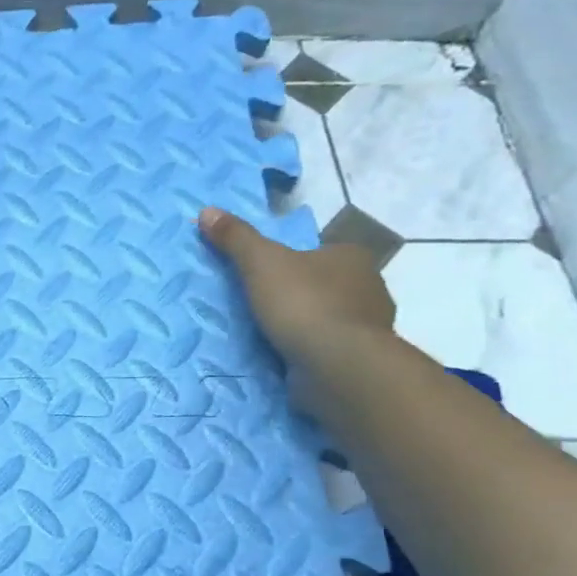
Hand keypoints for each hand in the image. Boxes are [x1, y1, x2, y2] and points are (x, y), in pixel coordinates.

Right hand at [197, 207, 392, 364]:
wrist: (337, 364)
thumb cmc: (303, 303)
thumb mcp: (260, 262)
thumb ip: (235, 237)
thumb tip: (207, 210)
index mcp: (352, 257)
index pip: (322, 251)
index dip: (295, 260)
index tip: (269, 274)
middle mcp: (369, 287)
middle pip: (327, 284)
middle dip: (301, 292)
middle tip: (263, 303)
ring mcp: (369, 326)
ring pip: (331, 317)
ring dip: (306, 323)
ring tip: (270, 333)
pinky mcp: (361, 359)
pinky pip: (329, 347)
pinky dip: (310, 349)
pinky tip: (287, 356)